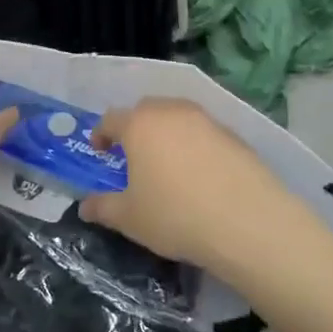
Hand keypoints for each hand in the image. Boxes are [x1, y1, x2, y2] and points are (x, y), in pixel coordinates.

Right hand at [81, 99, 307, 280]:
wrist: (247, 221)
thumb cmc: (176, 215)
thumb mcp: (130, 218)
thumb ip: (103, 207)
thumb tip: (84, 206)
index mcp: (140, 125)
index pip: (111, 119)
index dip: (101, 134)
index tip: (100, 150)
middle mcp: (171, 112)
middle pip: (145, 110)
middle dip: (135, 127)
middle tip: (133, 154)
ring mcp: (206, 120)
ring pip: (177, 117)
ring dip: (166, 133)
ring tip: (167, 162)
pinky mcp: (233, 135)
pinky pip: (203, 132)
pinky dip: (194, 145)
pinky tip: (199, 174)